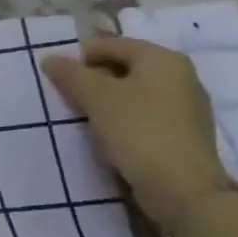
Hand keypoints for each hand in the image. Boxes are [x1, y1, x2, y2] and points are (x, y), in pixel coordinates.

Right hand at [40, 37, 233, 234]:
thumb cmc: (139, 131)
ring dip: (108, 102)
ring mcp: (187, 106)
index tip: (61, 83)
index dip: (80, 60)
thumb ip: (70, 74)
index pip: (109, 45)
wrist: (185, 191)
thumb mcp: (96, 97)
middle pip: (123, 68)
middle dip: (94, 81)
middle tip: (72, 101)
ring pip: (134, 93)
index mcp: (162, 58)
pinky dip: (125, 120)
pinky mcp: (186, 134)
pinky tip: (111, 137)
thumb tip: (50, 59)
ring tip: (88, 120)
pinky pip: (146, 115)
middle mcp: (180, 75)